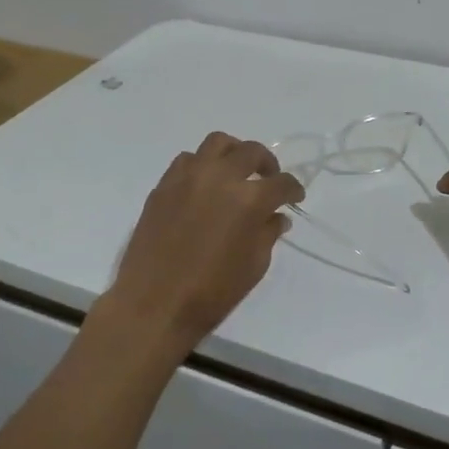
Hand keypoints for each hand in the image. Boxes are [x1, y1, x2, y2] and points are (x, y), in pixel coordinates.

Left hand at [97, 132, 305, 355]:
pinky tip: (204, 185)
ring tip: (236, 171)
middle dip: (267, 163)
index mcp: (249, 199)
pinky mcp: (164, 185)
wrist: (154, 305)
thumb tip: (276, 216)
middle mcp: (220, 177)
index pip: (282, 182)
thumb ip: (268, 233)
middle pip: (251, 152)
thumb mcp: (254, 266)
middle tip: (269, 179)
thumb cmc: (211, 292)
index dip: (293, 189)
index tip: (295, 197)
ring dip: (234, 153)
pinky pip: (187, 160)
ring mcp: (188, 177)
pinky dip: (202, 165)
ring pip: (217, 143)